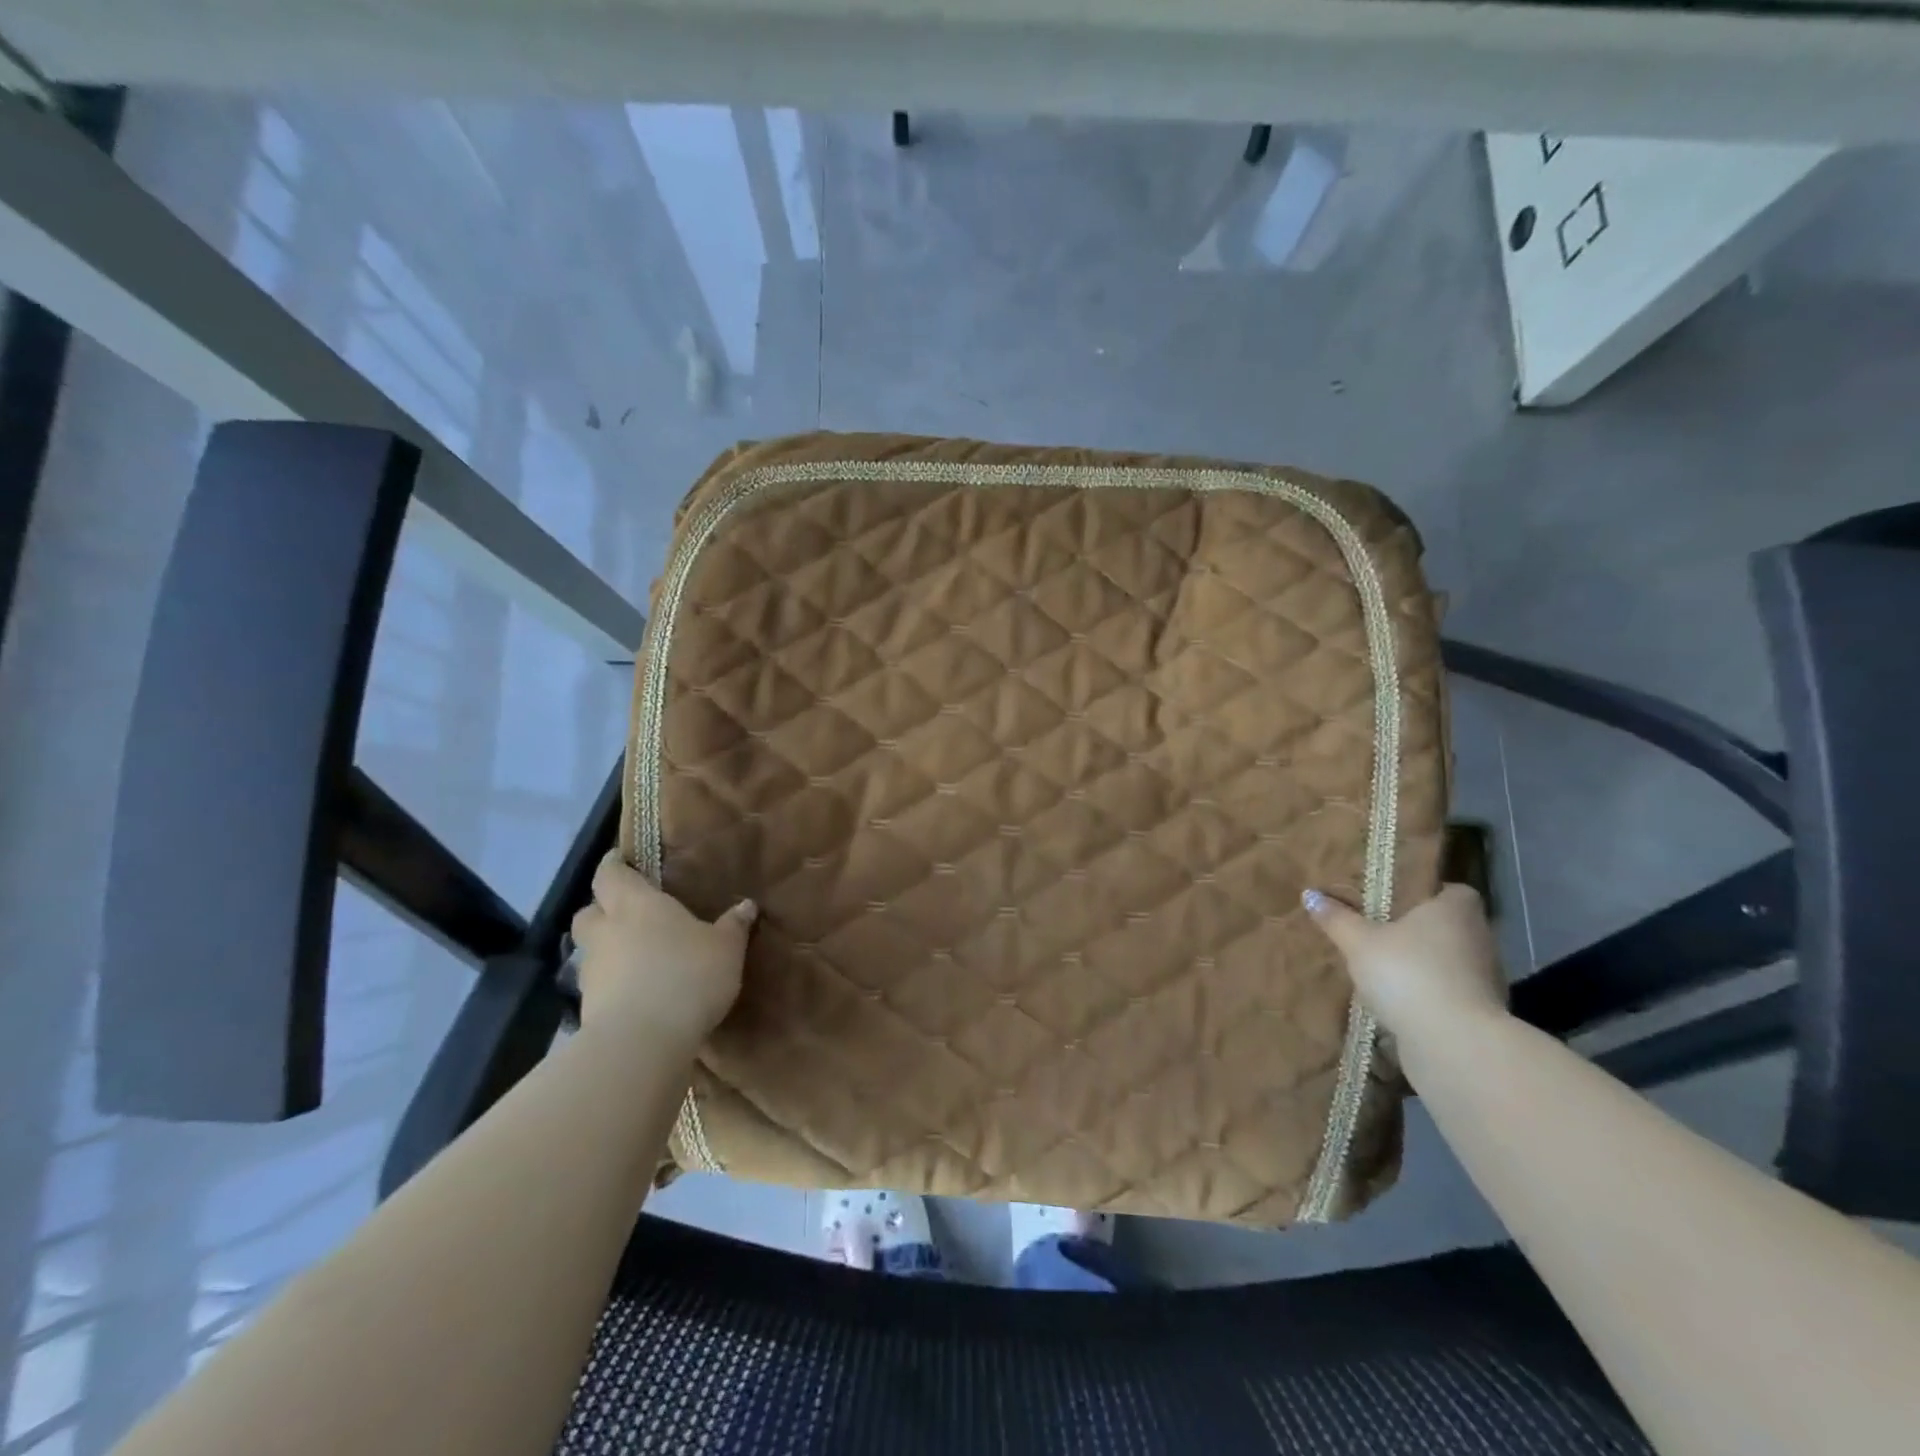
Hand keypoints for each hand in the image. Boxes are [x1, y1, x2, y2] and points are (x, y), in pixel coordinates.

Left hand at [568, 854, 755, 1048]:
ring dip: (607, 949)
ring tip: (637, 958)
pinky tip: (637, 993)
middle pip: (589, 911)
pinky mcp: (587, 1009)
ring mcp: (592, 971)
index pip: (610, 873)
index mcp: (635, 904)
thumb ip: (734, 925)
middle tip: (628, 913)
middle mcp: (606, 931)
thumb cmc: (687, 976)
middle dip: (603, 909)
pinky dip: (613, 984)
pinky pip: (598, 985)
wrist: (641, 1042)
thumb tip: (747, 905)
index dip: (614, 865)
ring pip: (591, 950)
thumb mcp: (726, 948)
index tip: (622, 861)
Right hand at [1302, 884, 1506, 1041]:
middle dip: (1419, 930)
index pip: (1453, 891)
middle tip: (1380, 931)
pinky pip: (1450, 991)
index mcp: (1456, 910)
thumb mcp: (1359, 942)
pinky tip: (1399, 1000)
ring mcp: (1485, 977)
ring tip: (1384, 968)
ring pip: (1450, 960)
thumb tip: (1310, 894)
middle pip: (1449, 926)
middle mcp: (1479, 938)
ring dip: (1424, 964)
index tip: (1399, 901)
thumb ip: (1337, 918)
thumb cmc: (1407, 973)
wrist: (1453, 1043)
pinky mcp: (1481, 1012)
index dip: (1428, 893)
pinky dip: (1430, 993)